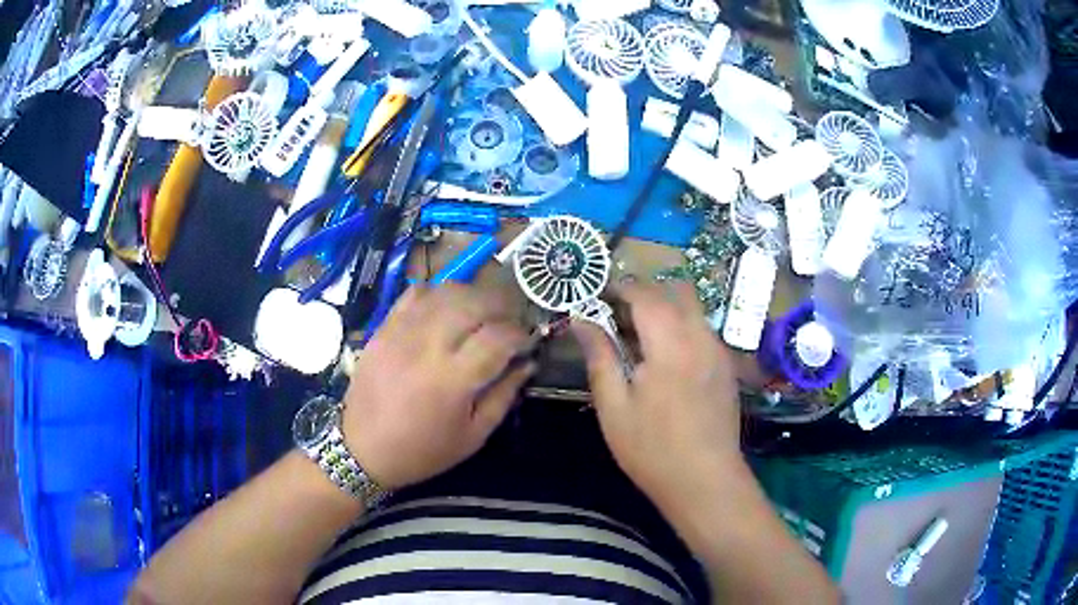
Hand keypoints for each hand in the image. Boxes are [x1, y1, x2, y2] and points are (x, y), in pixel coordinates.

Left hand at [342, 283, 534, 489]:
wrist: (362, 449)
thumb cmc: (422, 450)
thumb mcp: (473, 436)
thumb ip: (503, 396)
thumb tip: (527, 364)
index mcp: (453, 379)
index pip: (499, 336)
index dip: (521, 334)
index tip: (527, 343)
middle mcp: (428, 346)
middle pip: (475, 303)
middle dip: (502, 307)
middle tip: (508, 323)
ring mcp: (402, 332)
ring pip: (446, 292)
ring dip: (473, 296)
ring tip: (481, 314)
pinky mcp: (384, 327)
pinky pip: (415, 293)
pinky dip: (438, 294)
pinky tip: (446, 311)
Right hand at [572, 282, 741, 509]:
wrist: (705, 481)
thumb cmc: (652, 449)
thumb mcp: (614, 407)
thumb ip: (600, 357)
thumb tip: (582, 321)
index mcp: (670, 343)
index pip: (645, 295)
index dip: (619, 289)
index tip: (598, 298)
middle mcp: (700, 337)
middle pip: (676, 291)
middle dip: (645, 294)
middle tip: (619, 318)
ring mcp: (719, 351)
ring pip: (693, 309)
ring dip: (665, 310)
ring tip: (640, 341)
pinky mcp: (727, 367)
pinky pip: (703, 330)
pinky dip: (682, 329)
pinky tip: (666, 361)